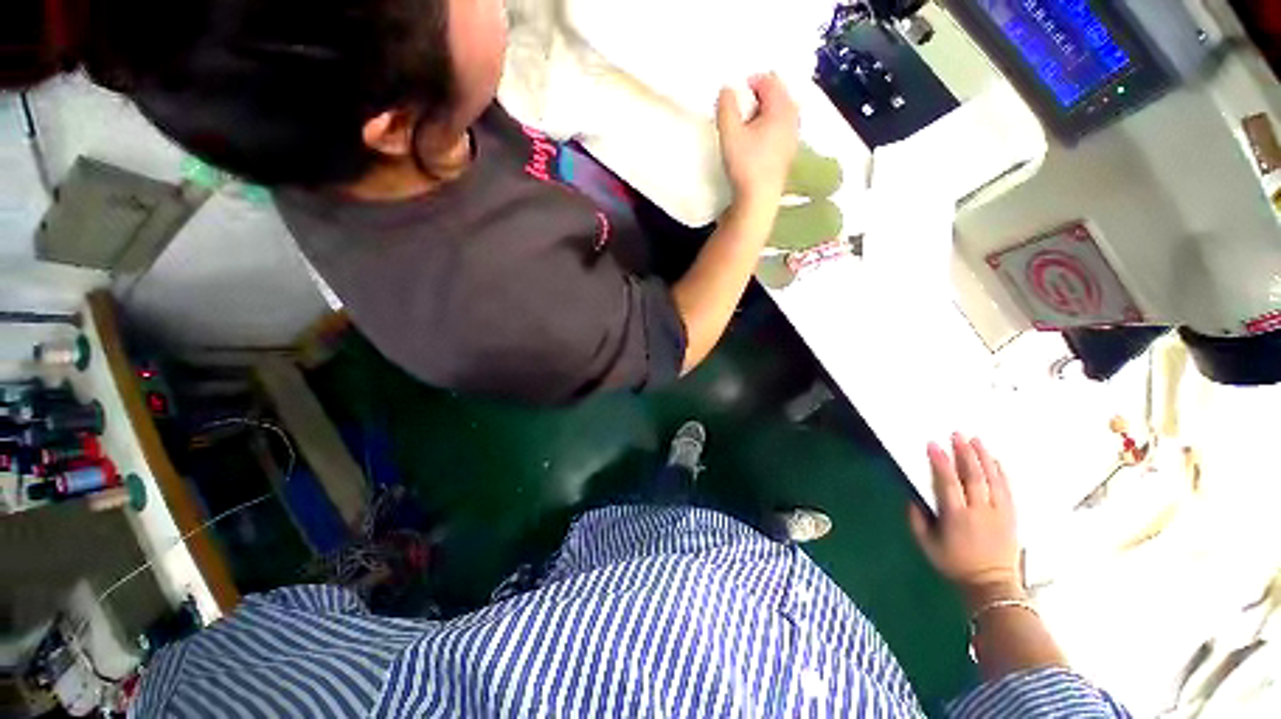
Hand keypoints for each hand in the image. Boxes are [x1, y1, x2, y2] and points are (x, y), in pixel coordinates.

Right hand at [716, 73, 799, 208]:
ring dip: (764, 113)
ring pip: (780, 113)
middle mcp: (793, 118)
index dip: (750, 82)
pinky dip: (769, 128)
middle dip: (759, 97)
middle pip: (778, 94)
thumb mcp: (729, 133)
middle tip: (740, 110)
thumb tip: (727, 89)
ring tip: (747, 127)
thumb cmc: (745, 164)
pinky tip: (756, 143)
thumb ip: (726, 106)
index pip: (769, 80)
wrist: (759, 199)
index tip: (735, 97)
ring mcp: (793, 137)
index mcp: (781, 108)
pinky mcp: (788, 153)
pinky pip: (781, 130)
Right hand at [909, 434, 1023, 610]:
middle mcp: (980, 511)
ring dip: (984, 457)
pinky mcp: (1011, 516)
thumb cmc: (954, 565)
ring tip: (976, 439)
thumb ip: (916, 520)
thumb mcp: (926, 545)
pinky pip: (1007, 489)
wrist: (992, 585)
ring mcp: (999, 513)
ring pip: (993, 479)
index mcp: (956, 517)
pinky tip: (995, 460)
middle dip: (965, 453)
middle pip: (974, 476)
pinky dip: (1001, 472)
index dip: (940, 462)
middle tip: (957, 434)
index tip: (933, 444)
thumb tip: (911, 497)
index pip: (948, 483)